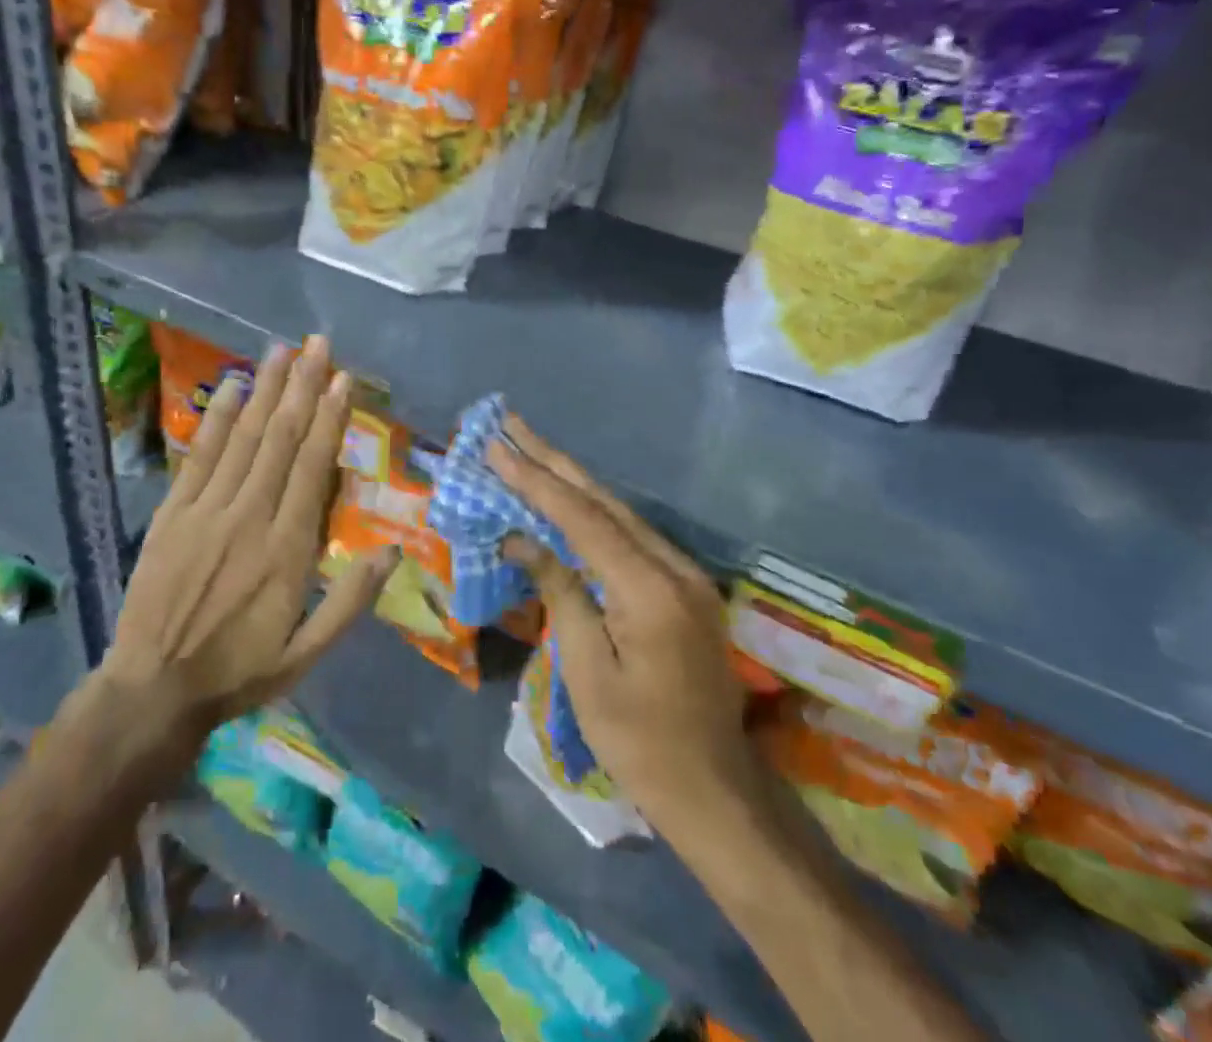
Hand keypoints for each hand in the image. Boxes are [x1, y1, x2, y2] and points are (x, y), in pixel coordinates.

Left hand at [97, 336, 396, 761]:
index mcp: (287, 549)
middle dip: (302, 386)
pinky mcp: (173, 514)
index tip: (343, 379)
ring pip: (243, 437)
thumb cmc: (239, 670)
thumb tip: (393, 551)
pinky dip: (217, 419)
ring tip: (281, 350)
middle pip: (281, 438)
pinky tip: (230, 387)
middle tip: (318, 344)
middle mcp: (249, 516)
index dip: (330, 418)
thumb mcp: (307, 653)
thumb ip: (351, 601)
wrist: (153, 689)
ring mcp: (206, 511)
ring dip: (264, 390)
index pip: (312, 467)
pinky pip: (199, 456)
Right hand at [489, 415, 757, 845]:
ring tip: (531, 448)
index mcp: (650, 589)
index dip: (535, 480)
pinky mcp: (686, 586)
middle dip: (553, 460)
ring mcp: (686, 574)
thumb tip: (520, 539)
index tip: (497, 447)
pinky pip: (632, 535)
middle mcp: (674, 567)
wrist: (714, 788)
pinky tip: (569, 498)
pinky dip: (594, 511)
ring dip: (572, 480)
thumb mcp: (587, 671)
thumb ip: (560, 592)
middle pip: (604, 501)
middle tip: (511, 423)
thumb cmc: (639, 742)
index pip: (581, 518)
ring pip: (620, 512)